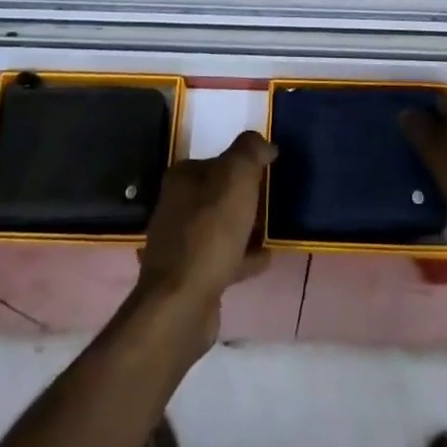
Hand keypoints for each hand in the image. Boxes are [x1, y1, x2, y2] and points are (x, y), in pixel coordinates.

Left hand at [134, 132, 275, 334]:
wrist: (182, 303)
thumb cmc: (209, 231)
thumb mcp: (236, 177)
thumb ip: (250, 151)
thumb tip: (263, 143)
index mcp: (181, 179)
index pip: (215, 160)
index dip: (241, 162)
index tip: (267, 169)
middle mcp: (175, 208)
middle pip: (216, 194)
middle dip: (242, 196)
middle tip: (271, 198)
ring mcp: (180, 245)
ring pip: (219, 227)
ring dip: (243, 227)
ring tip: (271, 227)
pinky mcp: (189, 277)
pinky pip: (223, 258)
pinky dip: (243, 256)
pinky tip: (265, 258)